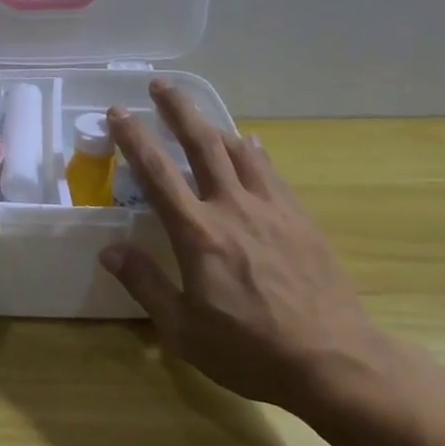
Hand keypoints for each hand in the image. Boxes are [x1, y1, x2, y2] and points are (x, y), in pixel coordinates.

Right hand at [99, 79, 388, 416]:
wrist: (335, 361)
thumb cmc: (250, 350)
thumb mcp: (184, 331)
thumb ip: (145, 285)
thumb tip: (109, 251)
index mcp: (197, 233)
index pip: (157, 173)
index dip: (134, 138)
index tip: (117, 111)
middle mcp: (232, 208)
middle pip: (201, 144)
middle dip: (177, 109)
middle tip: (160, 84)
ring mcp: (271, 209)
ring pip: (239, 151)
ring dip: (214, 125)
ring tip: (199, 114)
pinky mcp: (300, 218)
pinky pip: (271, 171)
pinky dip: (254, 152)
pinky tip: (251, 145)